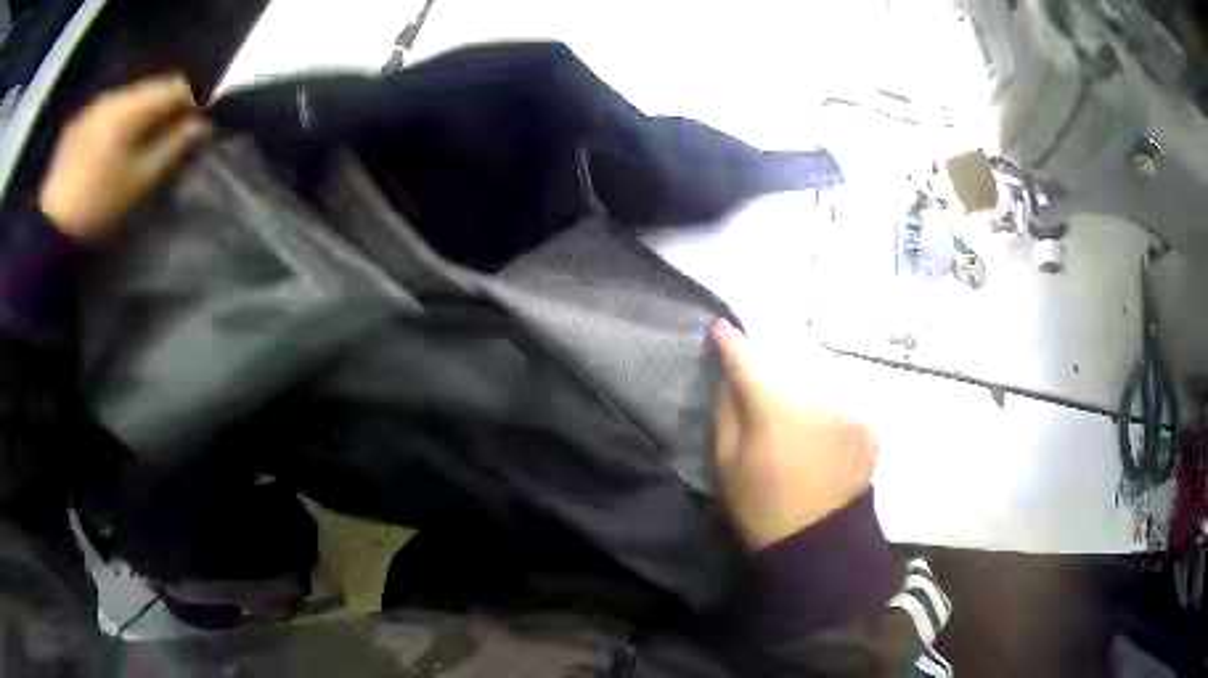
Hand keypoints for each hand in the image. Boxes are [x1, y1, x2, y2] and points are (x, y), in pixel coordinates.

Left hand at [39, 74, 210, 240]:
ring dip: (135, 118)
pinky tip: (105, 154)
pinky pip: (102, 115)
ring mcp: (90, 109)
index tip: (191, 130)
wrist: (49, 234)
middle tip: (161, 143)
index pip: (175, 86)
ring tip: (131, 149)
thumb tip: (201, 126)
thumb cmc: (98, 209)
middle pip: (148, 91)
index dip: (189, 105)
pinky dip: (112, 127)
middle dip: (160, 112)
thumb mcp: (140, 184)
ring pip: (125, 101)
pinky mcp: (74, 127)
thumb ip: (173, 149)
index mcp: (130, 107)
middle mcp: (112, 96)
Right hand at [712, 320, 877, 549]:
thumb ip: (727, 410)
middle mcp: (818, 397)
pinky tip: (820, 433)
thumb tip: (731, 377)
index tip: (722, 328)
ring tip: (793, 414)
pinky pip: (840, 403)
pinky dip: (826, 409)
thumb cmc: (762, 508)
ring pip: (816, 382)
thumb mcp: (727, 463)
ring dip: (801, 388)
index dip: (732, 341)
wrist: (818, 546)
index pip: (749, 358)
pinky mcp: (869, 426)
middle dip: (770, 369)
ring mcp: (849, 409)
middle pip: (787, 366)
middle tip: (758, 380)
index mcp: (776, 407)